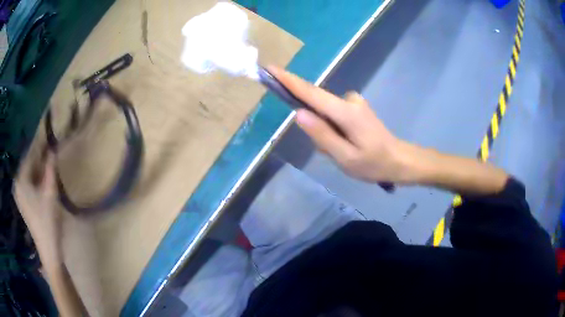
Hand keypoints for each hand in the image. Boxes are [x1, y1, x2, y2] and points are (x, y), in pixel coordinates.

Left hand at [13, 152, 62, 264]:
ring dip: (37, 167)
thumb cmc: (48, 221)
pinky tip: (42, 178)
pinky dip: (35, 178)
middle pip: (28, 164)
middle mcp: (17, 184)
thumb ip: (50, 168)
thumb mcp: (50, 192)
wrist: (48, 249)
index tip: (49, 137)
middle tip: (50, 150)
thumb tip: (53, 149)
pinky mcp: (22, 201)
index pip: (30, 156)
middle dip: (39, 157)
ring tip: (48, 162)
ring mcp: (19, 194)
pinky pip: (28, 182)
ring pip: (28, 173)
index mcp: (21, 180)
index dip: (40, 146)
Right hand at [268, 66, 411, 183]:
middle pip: (317, 103)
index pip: (311, 93)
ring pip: (324, 112)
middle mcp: (349, 100)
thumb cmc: (374, 163)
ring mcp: (353, 101)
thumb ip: (322, 135)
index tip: (270, 69)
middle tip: (330, 150)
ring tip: (341, 151)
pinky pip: (333, 114)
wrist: (399, 160)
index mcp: (346, 112)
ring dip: (325, 131)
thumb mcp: (345, 157)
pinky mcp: (355, 106)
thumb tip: (299, 114)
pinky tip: (345, 144)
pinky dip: (332, 129)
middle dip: (314, 124)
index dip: (289, 80)